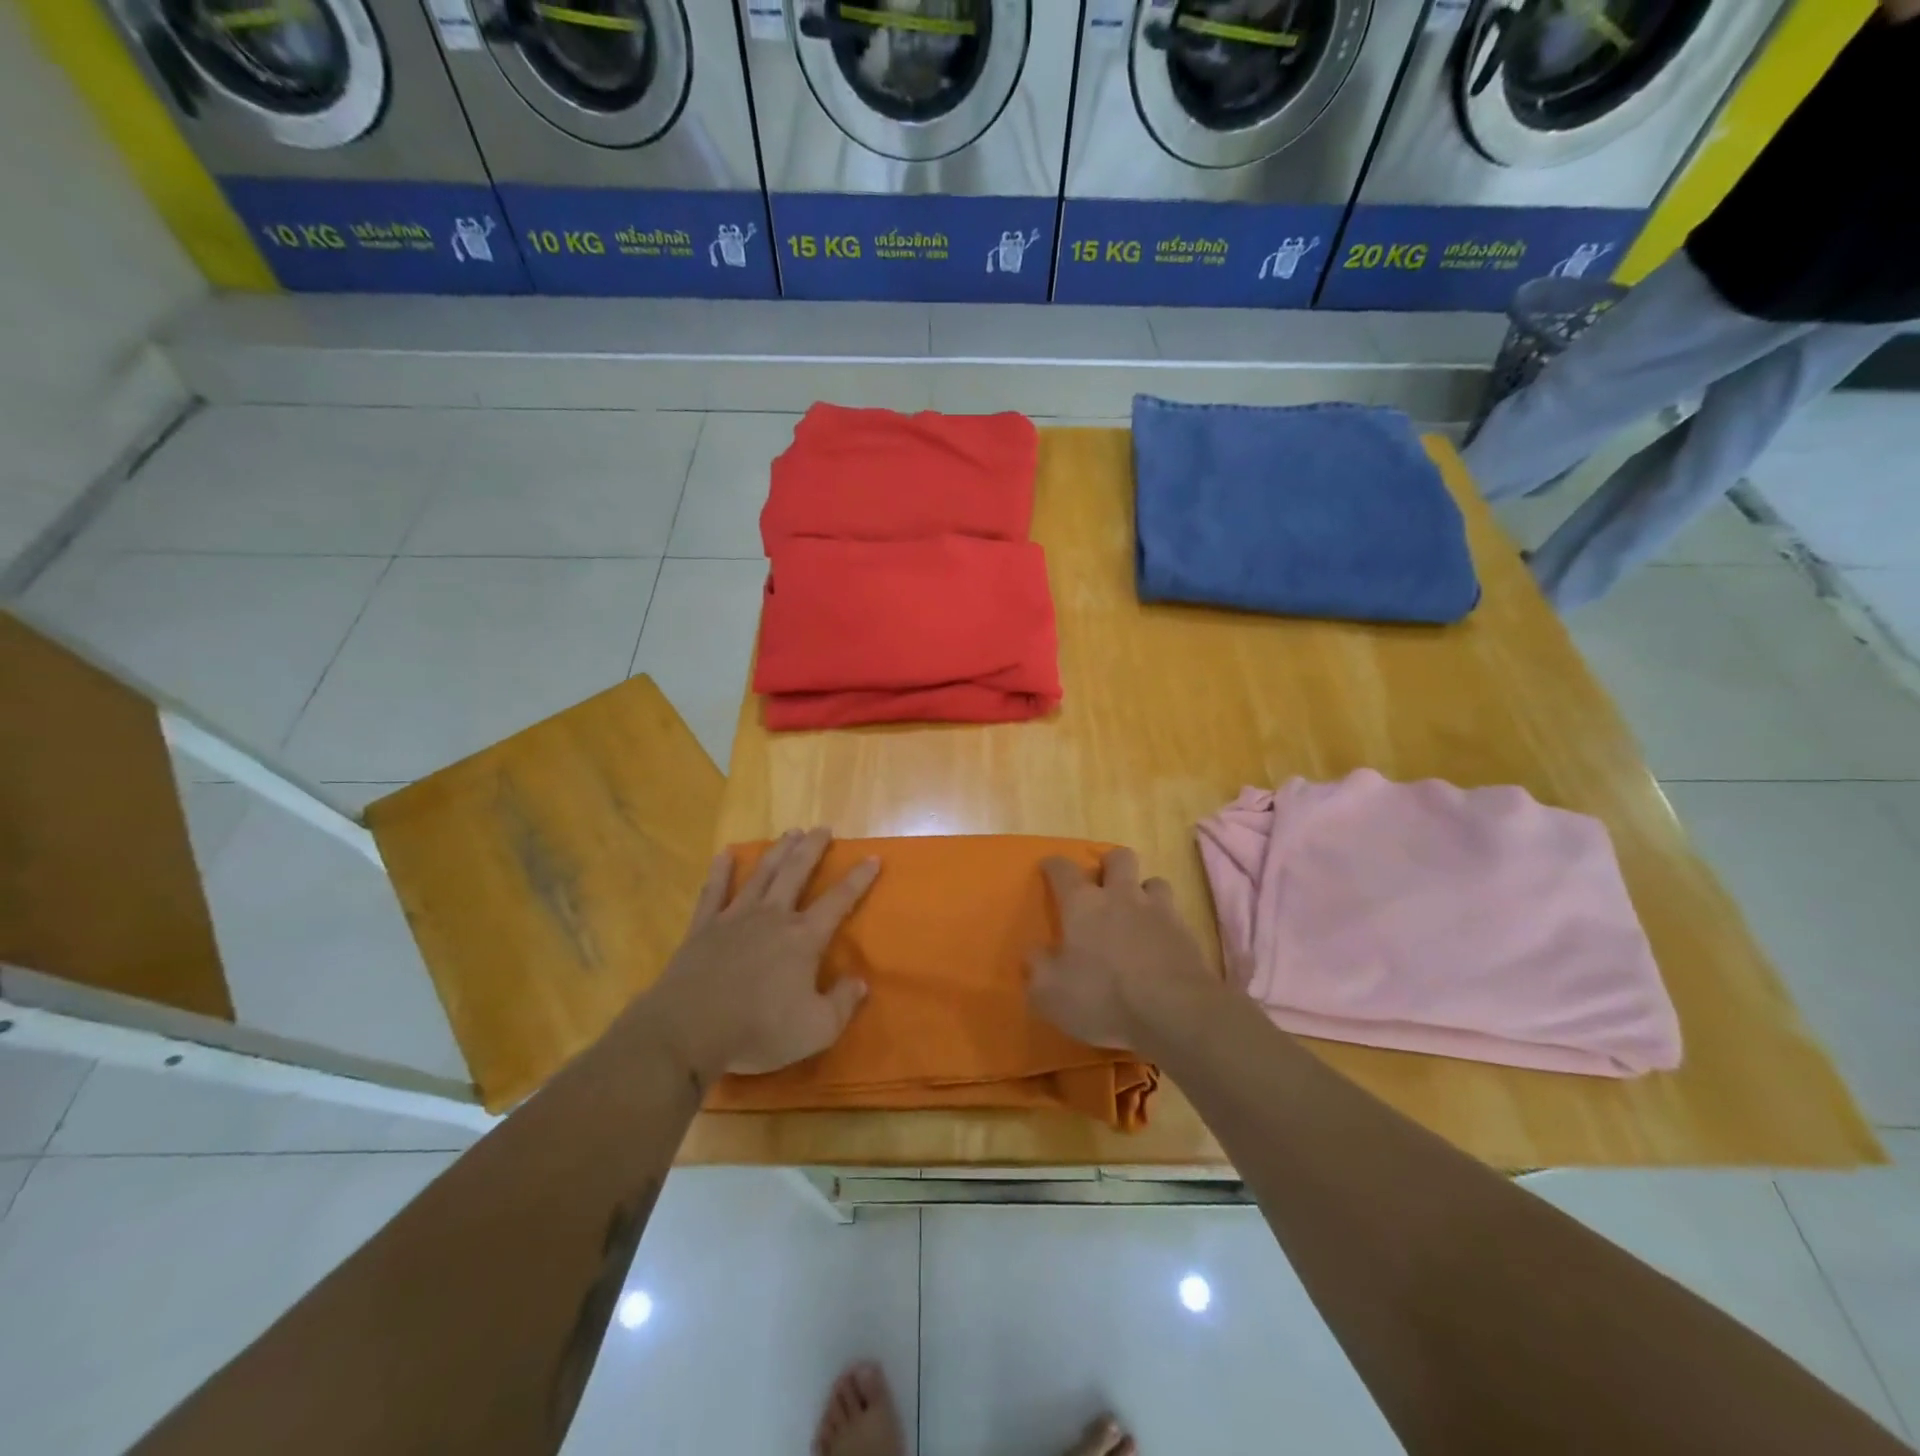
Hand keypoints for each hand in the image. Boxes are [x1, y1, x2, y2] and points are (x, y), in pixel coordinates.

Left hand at [646, 828, 878, 1078]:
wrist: (688, 1031)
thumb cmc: (757, 1030)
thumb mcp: (816, 1029)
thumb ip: (843, 1004)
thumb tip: (861, 982)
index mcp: (803, 938)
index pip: (838, 900)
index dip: (858, 878)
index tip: (873, 858)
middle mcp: (773, 917)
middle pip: (796, 872)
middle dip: (813, 848)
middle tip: (823, 828)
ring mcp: (736, 917)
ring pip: (762, 874)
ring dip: (778, 851)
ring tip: (790, 832)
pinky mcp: (704, 927)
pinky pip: (714, 891)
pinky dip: (721, 871)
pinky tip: (725, 854)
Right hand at [1027, 847, 1216, 1050]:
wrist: (1175, 1012)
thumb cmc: (1103, 997)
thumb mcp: (1051, 993)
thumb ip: (1038, 969)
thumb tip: (1034, 952)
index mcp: (1083, 904)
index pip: (1063, 870)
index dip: (1054, 865)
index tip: (1048, 867)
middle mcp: (1122, 896)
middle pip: (1119, 858)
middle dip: (1109, 864)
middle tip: (1103, 885)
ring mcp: (1159, 911)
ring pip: (1154, 882)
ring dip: (1143, 892)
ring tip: (1137, 914)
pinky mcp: (1187, 933)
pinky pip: (1175, 916)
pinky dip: (1165, 925)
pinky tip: (1160, 945)